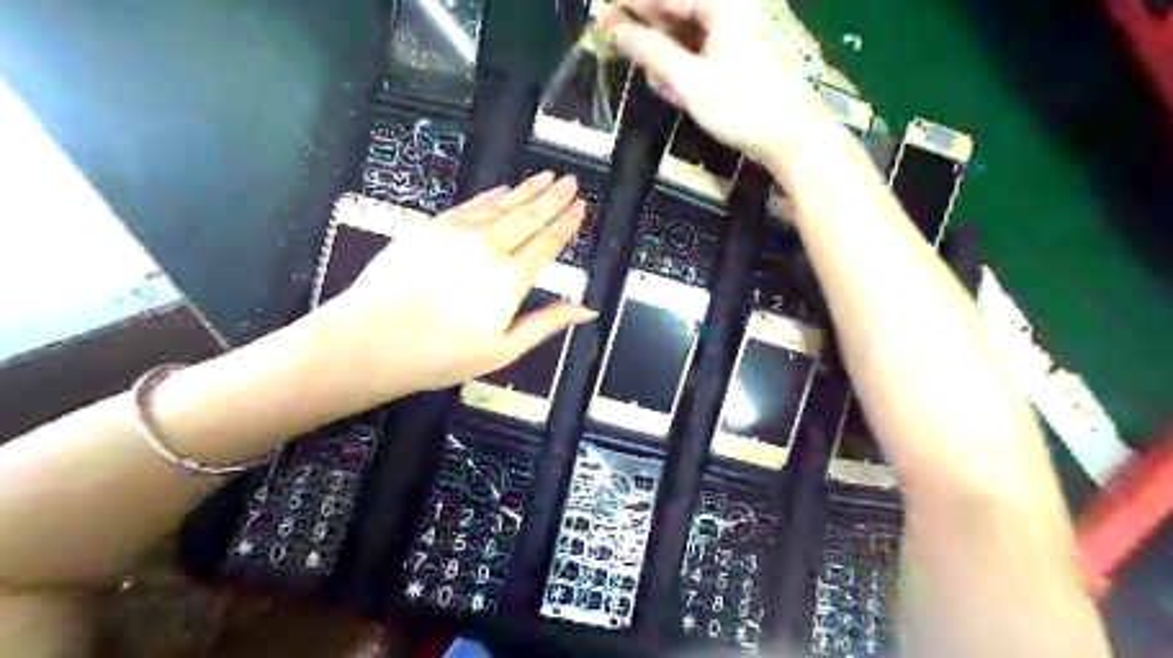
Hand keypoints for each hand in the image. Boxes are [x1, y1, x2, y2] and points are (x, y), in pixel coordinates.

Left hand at [317, 171, 596, 408]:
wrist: (371, 339)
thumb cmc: (441, 354)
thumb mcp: (503, 349)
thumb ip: (546, 323)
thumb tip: (587, 310)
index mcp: (511, 278)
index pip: (548, 241)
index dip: (567, 223)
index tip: (581, 207)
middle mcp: (489, 246)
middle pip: (529, 214)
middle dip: (553, 196)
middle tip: (570, 181)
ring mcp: (457, 231)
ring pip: (502, 204)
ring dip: (526, 189)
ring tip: (545, 178)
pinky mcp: (431, 226)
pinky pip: (471, 204)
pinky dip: (491, 196)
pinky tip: (503, 190)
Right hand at [606, 1, 832, 162]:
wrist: (795, 137)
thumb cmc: (743, 106)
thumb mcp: (690, 81)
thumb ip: (650, 51)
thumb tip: (613, 30)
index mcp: (723, 1)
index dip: (629, 4)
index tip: (598, 13)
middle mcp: (735, 5)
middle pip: (680, 8)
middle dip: (647, 24)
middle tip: (611, 37)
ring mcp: (743, 27)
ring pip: (691, 28)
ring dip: (663, 45)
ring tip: (634, 56)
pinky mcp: (746, 50)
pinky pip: (705, 45)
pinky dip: (684, 59)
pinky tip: (667, 78)